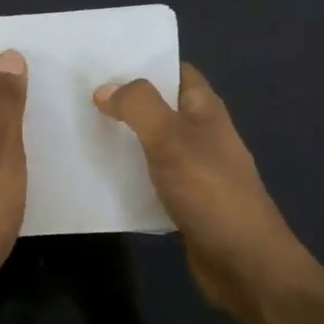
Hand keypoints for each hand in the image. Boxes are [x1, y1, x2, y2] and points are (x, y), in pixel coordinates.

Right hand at [93, 63, 323, 319]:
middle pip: (160, 107)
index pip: (176, 71)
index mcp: (205, 109)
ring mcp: (195, 169)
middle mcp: (202, 134)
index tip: (103, 62)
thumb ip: (137, 106)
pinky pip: (151, 178)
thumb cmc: (210, 190)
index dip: (145, 62)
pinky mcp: (185, 201)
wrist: (244, 261)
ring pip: (152, 143)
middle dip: (126, 101)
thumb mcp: (170, 137)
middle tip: (80, 96)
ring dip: (124, 139)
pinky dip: (129, 175)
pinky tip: (100, 177)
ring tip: (81, 130)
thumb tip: (105, 89)